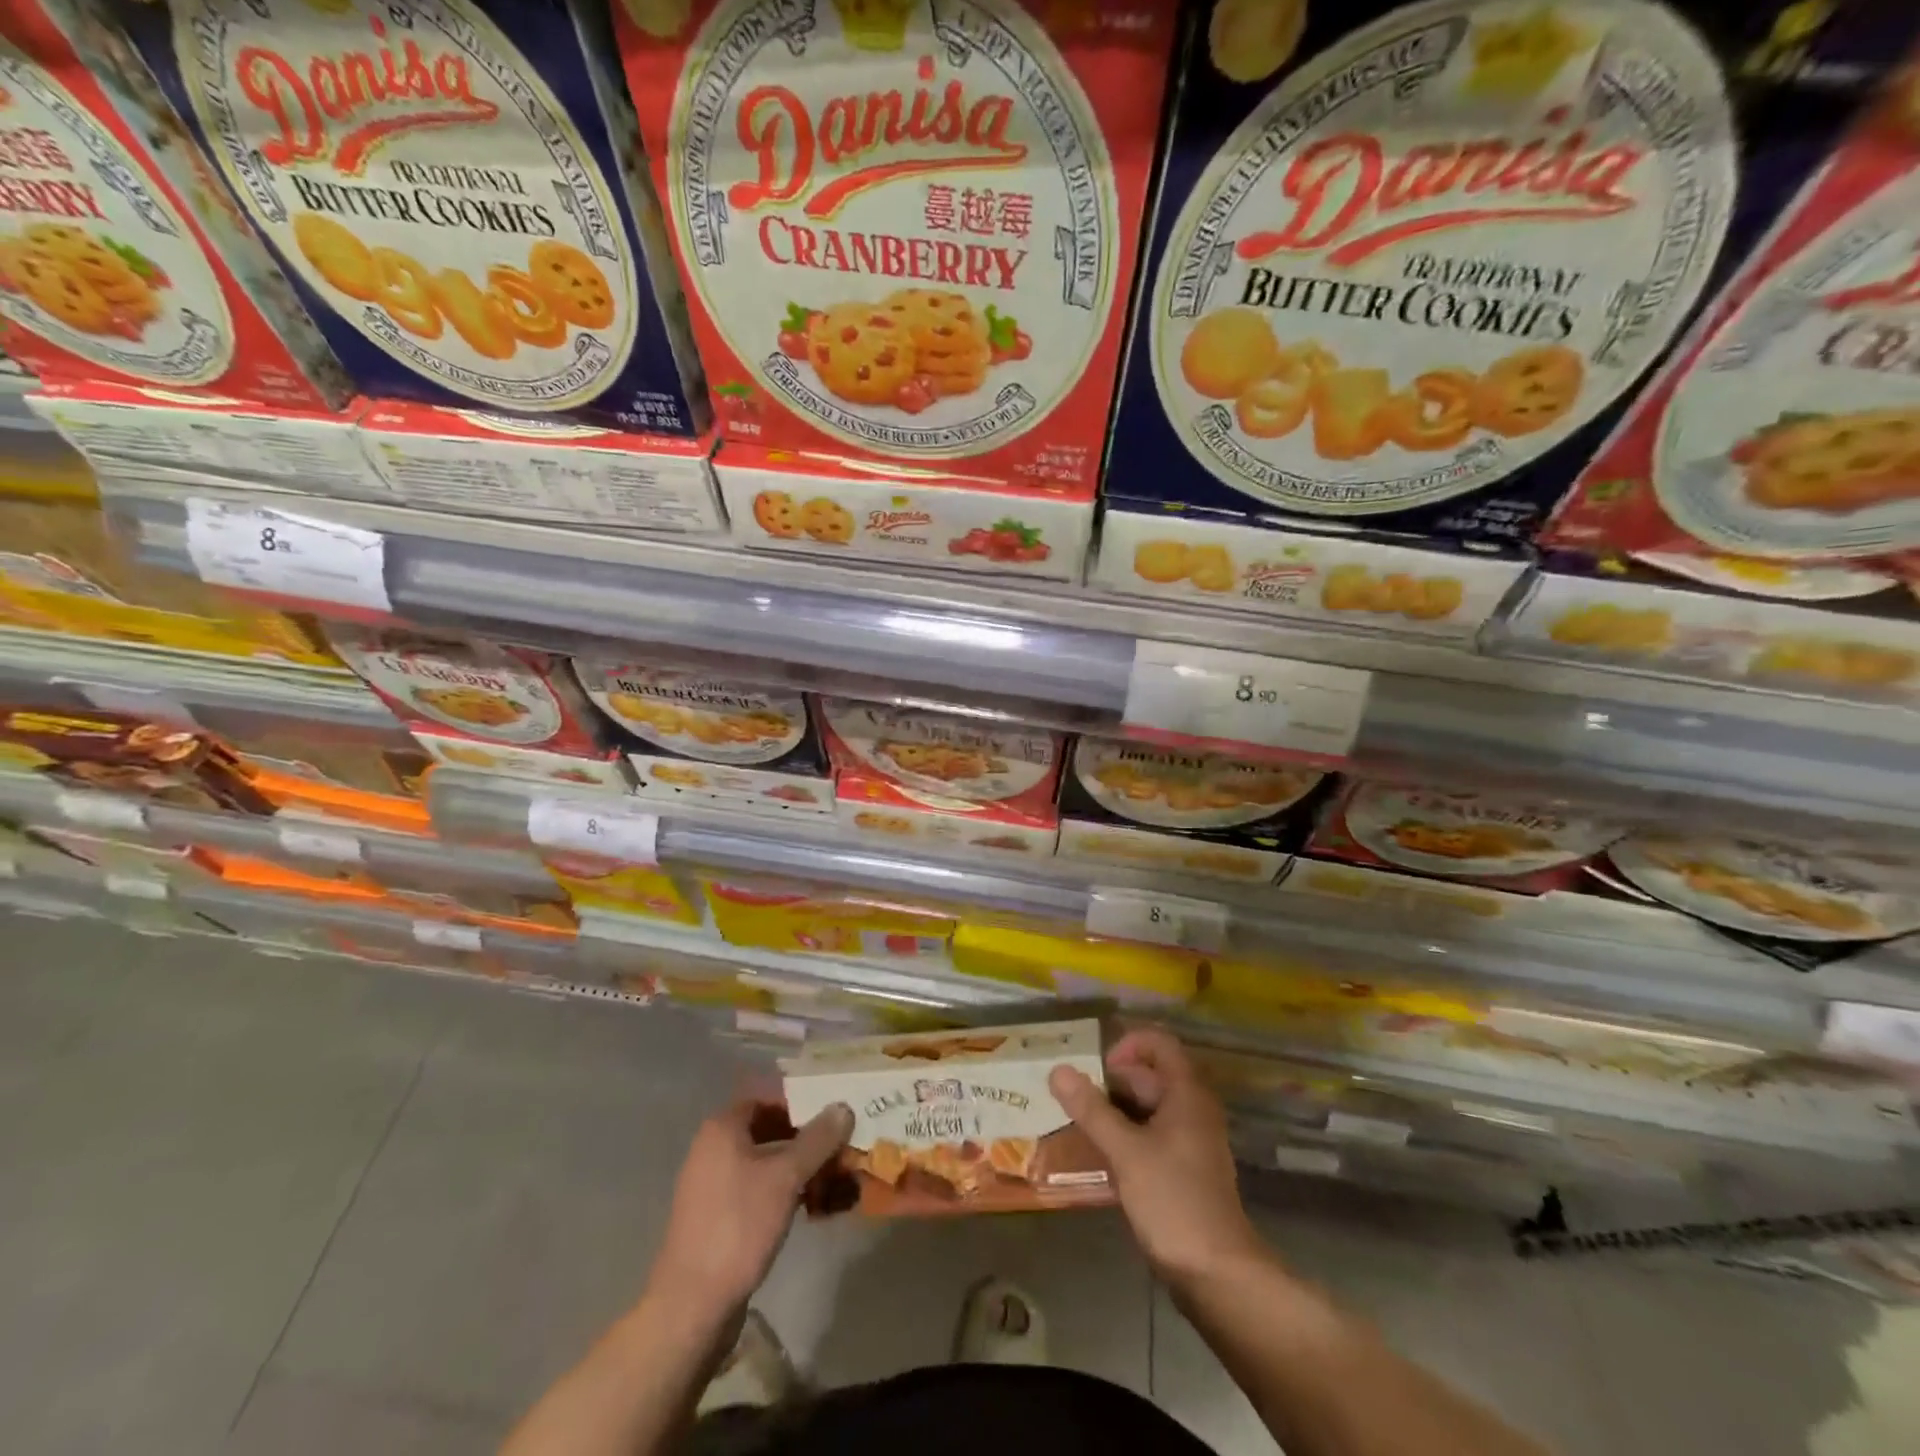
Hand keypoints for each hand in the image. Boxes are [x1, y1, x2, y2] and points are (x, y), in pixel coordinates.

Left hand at [647, 1099, 852, 1320]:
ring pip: (767, 1164)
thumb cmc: (739, 1225)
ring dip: (801, 1170)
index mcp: (722, 1128)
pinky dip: (785, 1193)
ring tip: (836, 1182)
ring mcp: (714, 1186)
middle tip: (842, 1151)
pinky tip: (813, 1209)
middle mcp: (713, 1150)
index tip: (834, 1118)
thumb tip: (844, 1106)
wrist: (692, 1305)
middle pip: (770, 1132)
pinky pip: (758, 1191)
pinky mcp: (719, 1218)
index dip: (803, 1106)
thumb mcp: (786, 1177)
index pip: (769, 1099)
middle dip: (808, 1142)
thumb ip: (818, 1139)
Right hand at [1050, 1029, 1266, 1289]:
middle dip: (1110, 1081)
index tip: (1096, 1067)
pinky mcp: (1183, 1169)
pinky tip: (1098, 1154)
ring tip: (1077, 1123)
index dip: (1126, 1044)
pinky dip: (1124, 1135)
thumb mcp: (1126, 1152)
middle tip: (1072, 1097)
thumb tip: (1058, 1069)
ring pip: (1146, 1107)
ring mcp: (1190, 1140)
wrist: (1218, 1275)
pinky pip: (1150, 1135)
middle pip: (1149, 1074)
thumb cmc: (1174, 1201)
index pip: (1158, 1042)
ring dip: (1113, 1110)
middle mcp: (1192, 1108)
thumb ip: (1091, 1109)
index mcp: (1187, 1093)